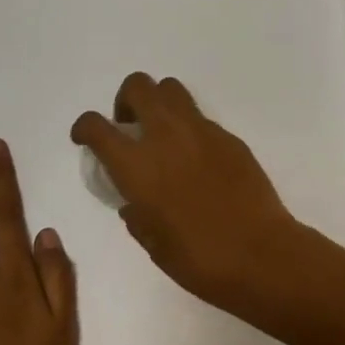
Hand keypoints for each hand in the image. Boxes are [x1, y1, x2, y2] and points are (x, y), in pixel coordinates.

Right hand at [71, 73, 301, 300]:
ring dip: (158, 102)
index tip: (85, 138)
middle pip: (138, 86)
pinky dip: (189, 128)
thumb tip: (134, 202)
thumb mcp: (153, 242)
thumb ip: (136, 214)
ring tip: (162, 134)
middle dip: (126, 100)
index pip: (97, 126)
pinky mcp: (229, 137)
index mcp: (137, 165)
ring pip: (172, 89)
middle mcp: (166, 136)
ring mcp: (201, 131)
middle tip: (131, 127)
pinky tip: (196, 159)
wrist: (260, 253)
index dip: (84, 127)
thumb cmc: (199, 259)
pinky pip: (200, 117)